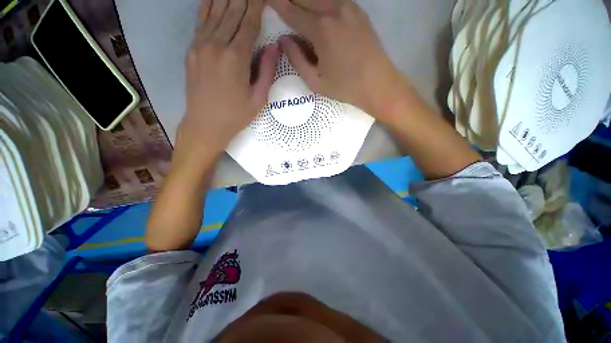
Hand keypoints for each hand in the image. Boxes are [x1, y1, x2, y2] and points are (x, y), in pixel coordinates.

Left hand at [177, 0, 279, 164]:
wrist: (205, 125)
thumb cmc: (236, 116)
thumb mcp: (259, 99)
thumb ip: (267, 71)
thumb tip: (274, 46)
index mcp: (236, 59)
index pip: (249, 23)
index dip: (257, 5)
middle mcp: (216, 45)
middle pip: (232, 12)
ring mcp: (200, 45)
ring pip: (215, 11)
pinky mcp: (191, 50)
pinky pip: (201, 21)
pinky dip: (208, 5)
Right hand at [269, 0, 406, 118]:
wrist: (378, 83)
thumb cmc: (345, 87)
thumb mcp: (315, 81)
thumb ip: (296, 59)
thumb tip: (284, 40)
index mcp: (321, 30)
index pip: (291, 10)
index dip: (277, 4)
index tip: (267, 0)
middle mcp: (333, 10)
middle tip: (280, 4)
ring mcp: (348, 7)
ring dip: (305, 0)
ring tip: (295, 6)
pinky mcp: (358, 10)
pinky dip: (320, 1)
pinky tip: (315, 7)